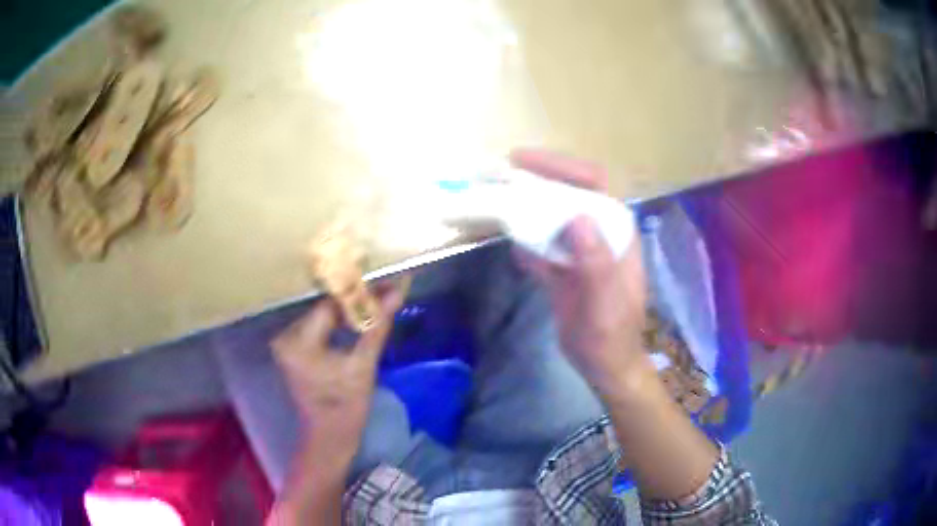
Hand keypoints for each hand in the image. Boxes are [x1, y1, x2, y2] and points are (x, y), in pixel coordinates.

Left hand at [271, 279, 406, 463]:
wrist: (330, 435)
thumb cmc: (346, 406)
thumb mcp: (364, 365)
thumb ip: (377, 325)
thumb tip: (397, 291)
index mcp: (298, 342)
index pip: (330, 305)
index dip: (358, 293)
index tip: (384, 282)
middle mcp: (286, 336)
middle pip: (325, 309)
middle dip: (355, 301)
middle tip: (385, 289)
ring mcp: (287, 343)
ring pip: (323, 316)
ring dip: (348, 311)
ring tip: (377, 299)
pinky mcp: (293, 348)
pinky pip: (319, 327)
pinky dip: (338, 324)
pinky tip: (358, 318)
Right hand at [510, 149, 648, 395]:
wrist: (605, 365)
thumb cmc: (612, 336)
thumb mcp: (605, 304)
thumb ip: (596, 263)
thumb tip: (577, 217)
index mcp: (617, 231)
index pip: (592, 183)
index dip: (560, 166)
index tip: (522, 161)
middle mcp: (599, 232)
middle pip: (567, 193)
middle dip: (535, 180)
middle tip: (498, 173)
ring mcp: (579, 249)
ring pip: (551, 216)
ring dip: (525, 206)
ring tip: (494, 197)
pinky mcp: (563, 267)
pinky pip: (541, 245)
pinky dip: (524, 240)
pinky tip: (509, 241)